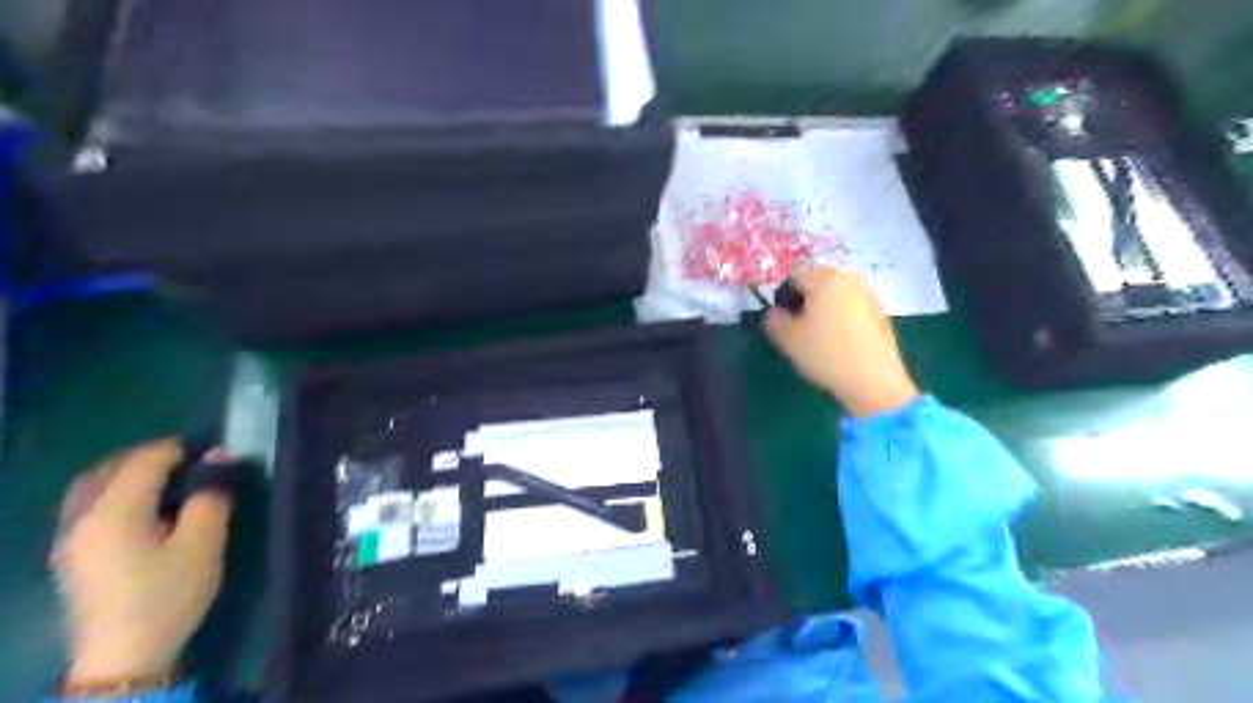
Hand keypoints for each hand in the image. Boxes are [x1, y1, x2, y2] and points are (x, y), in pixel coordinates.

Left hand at [52, 440, 233, 686]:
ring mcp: (70, 538)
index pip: (146, 460)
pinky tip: (142, 508)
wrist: (123, 657)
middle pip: (111, 468)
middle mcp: (83, 517)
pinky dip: (115, 493)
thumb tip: (219, 457)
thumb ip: (211, 496)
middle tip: (193, 462)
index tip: (215, 453)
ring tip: (168, 480)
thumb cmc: (168, 595)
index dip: (181, 449)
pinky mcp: (71, 556)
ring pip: (93, 486)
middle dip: (151, 457)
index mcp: (115, 511)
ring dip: (129, 474)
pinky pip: (88, 505)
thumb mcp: (203, 544)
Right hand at [764, 266, 917, 413]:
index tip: (781, 321)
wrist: (873, 380)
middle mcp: (849, 279)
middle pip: (817, 282)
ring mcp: (868, 295)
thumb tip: (774, 312)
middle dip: (803, 301)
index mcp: (825, 278)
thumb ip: (772, 319)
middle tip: (797, 329)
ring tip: (817, 337)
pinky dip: (840, 318)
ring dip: (822, 310)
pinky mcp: (880, 313)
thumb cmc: (825, 354)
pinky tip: (838, 342)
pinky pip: (851, 307)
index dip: (782, 297)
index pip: (794, 277)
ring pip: (835, 295)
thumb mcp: (787, 339)